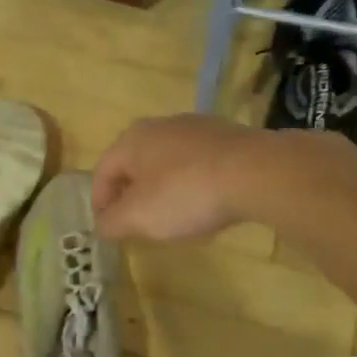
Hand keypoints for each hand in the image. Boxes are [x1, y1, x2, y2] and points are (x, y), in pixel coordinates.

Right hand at [91, 115, 269, 242]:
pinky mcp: (228, 137)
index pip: (102, 173)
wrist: (257, 172)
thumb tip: (100, 225)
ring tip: (172, 218)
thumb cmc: (185, 193)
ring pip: (167, 163)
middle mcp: (160, 125)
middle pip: (135, 165)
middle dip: (132, 196)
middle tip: (137, 225)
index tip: (108, 230)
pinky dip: (192, 184)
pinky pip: (198, 164)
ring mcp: (197, 128)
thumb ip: (112, 222)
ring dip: (163, 190)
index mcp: (132, 139)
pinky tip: (205, 205)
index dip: (100, 204)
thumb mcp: (139, 216)